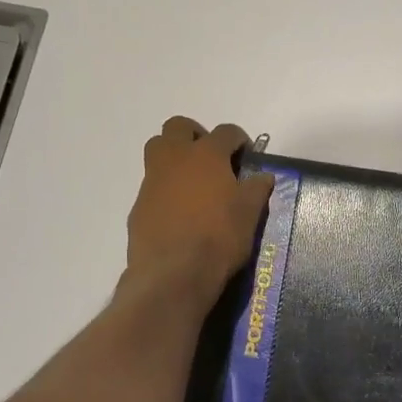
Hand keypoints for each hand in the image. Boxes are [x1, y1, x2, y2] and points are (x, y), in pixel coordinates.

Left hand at [125, 118, 273, 306]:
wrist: (173, 274)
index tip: (246, 154)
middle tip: (211, 156)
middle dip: (195, 134)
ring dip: (174, 156)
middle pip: (178, 127)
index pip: (226, 131)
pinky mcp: (138, 205)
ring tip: (193, 181)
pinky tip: (179, 212)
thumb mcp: (249, 214)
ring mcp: (152, 181)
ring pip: (157, 150)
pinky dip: (165, 189)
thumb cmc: (219, 238)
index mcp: (206, 155)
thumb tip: (263, 176)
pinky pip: (152, 185)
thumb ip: (256, 189)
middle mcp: (175, 159)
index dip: (239, 139)